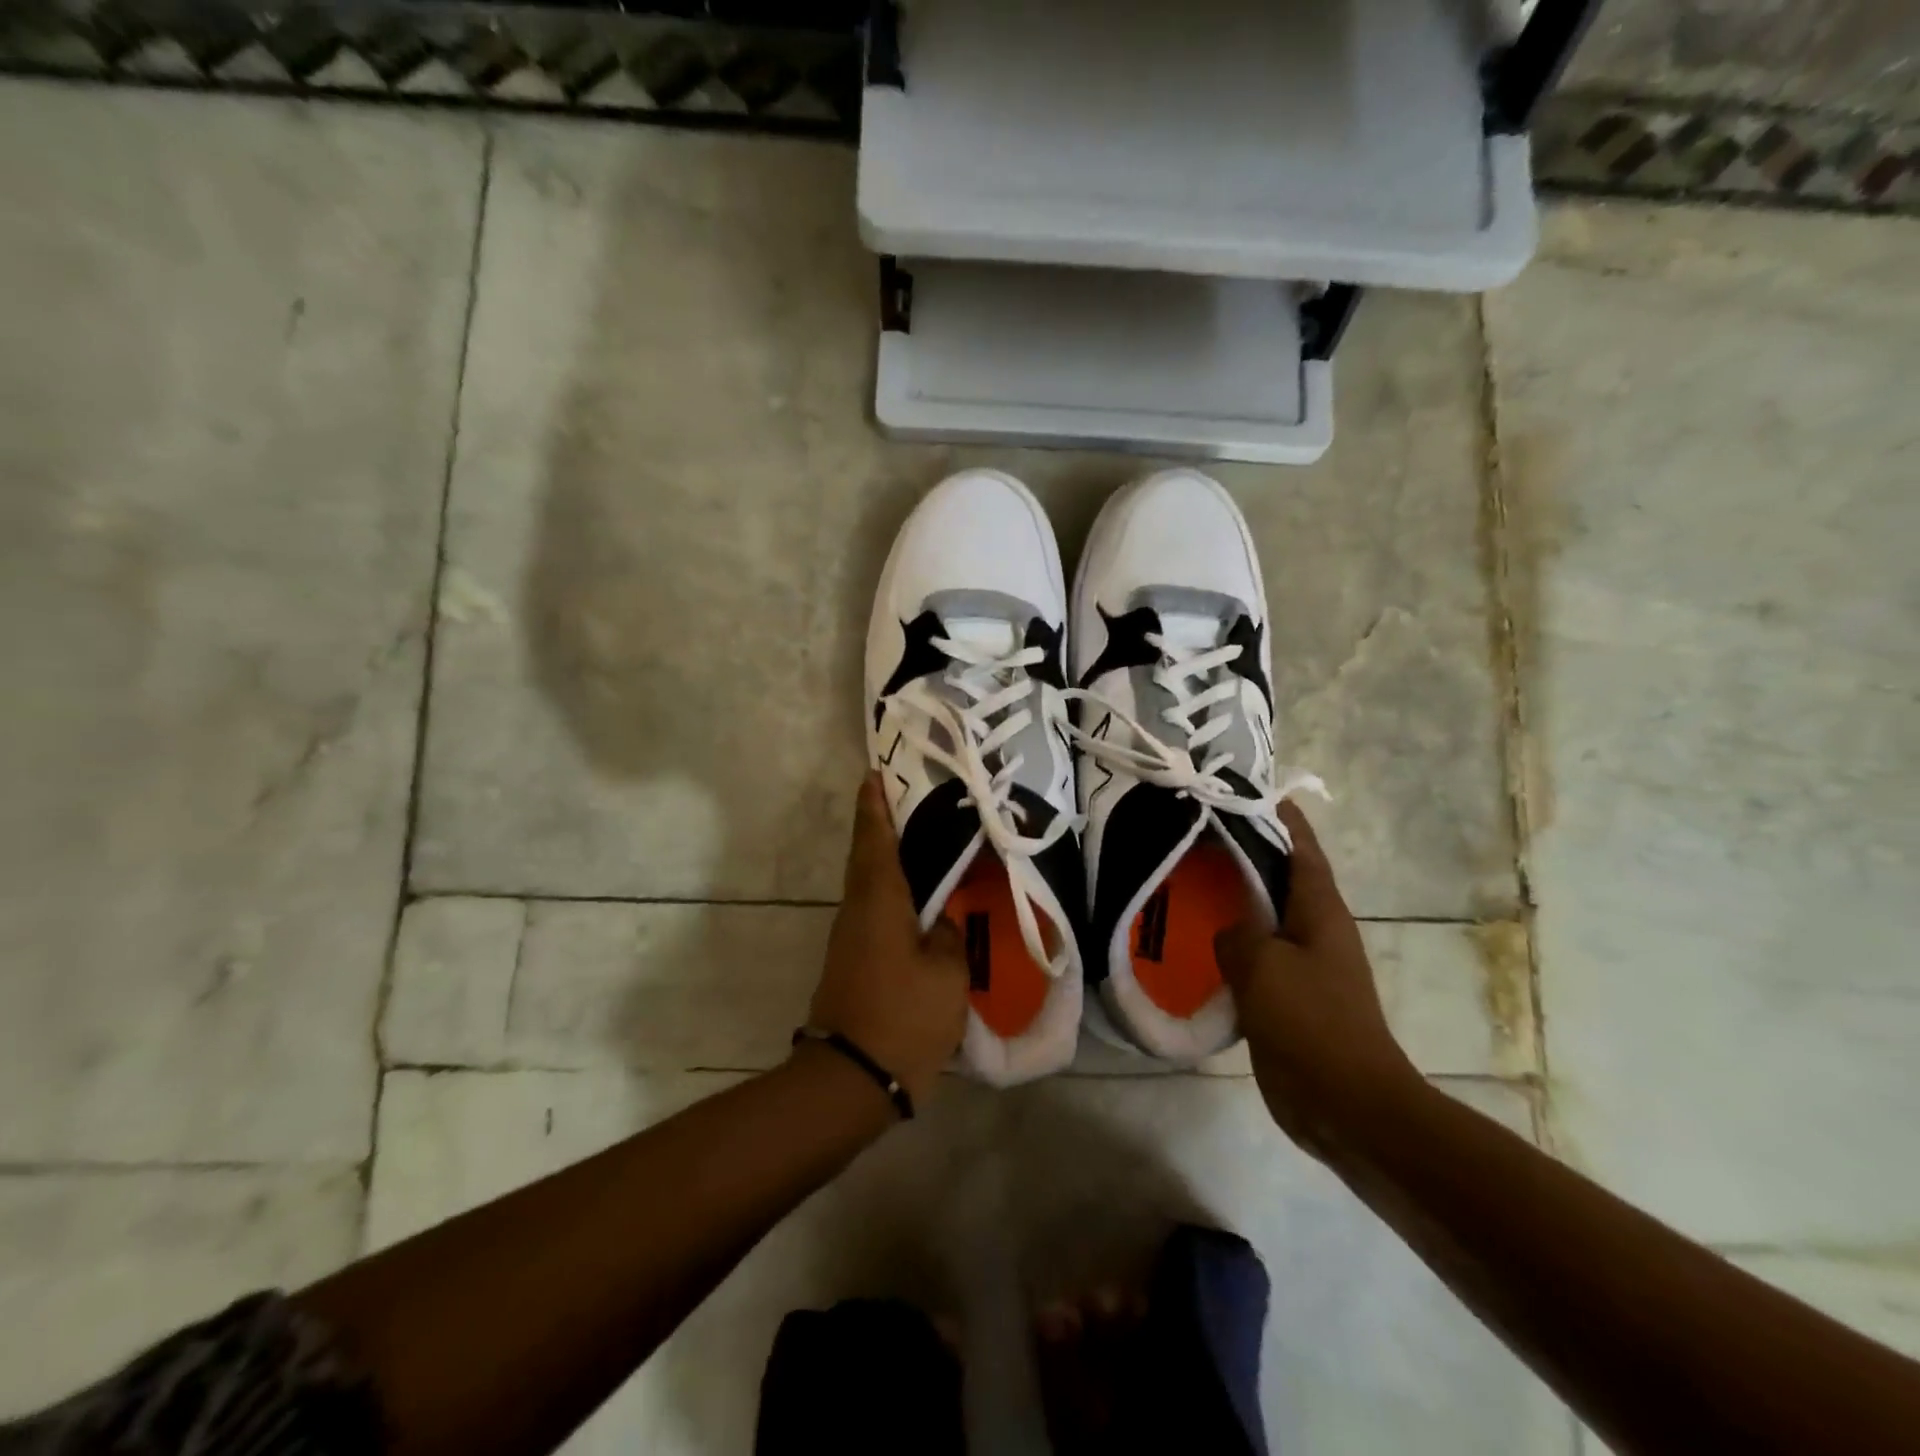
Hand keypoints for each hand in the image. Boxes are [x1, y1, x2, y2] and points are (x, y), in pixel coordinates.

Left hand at [807, 774, 970, 1105]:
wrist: (852, 1078)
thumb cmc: (903, 1014)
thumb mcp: (946, 971)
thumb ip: (950, 934)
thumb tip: (944, 918)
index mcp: (879, 899)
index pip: (875, 839)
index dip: (876, 805)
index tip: (875, 773)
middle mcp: (859, 910)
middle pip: (870, 856)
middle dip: (885, 825)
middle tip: (916, 801)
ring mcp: (853, 937)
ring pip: (873, 884)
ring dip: (893, 859)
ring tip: (929, 843)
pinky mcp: (856, 962)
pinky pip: (878, 911)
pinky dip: (897, 894)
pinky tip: (923, 900)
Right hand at [1215, 804, 1420, 1157]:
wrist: (1346, 1105)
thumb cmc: (1311, 1022)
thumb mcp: (1264, 964)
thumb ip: (1239, 934)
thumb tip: (1231, 930)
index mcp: (1321, 911)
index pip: (1302, 850)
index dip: (1281, 819)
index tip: (1252, 792)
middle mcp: (1316, 931)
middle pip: (1282, 879)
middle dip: (1249, 853)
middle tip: (1201, 833)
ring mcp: (1304, 967)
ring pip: (1265, 918)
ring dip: (1236, 899)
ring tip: (1191, 880)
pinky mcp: (1289, 999)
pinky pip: (1255, 957)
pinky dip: (1231, 943)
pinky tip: (1196, 942)